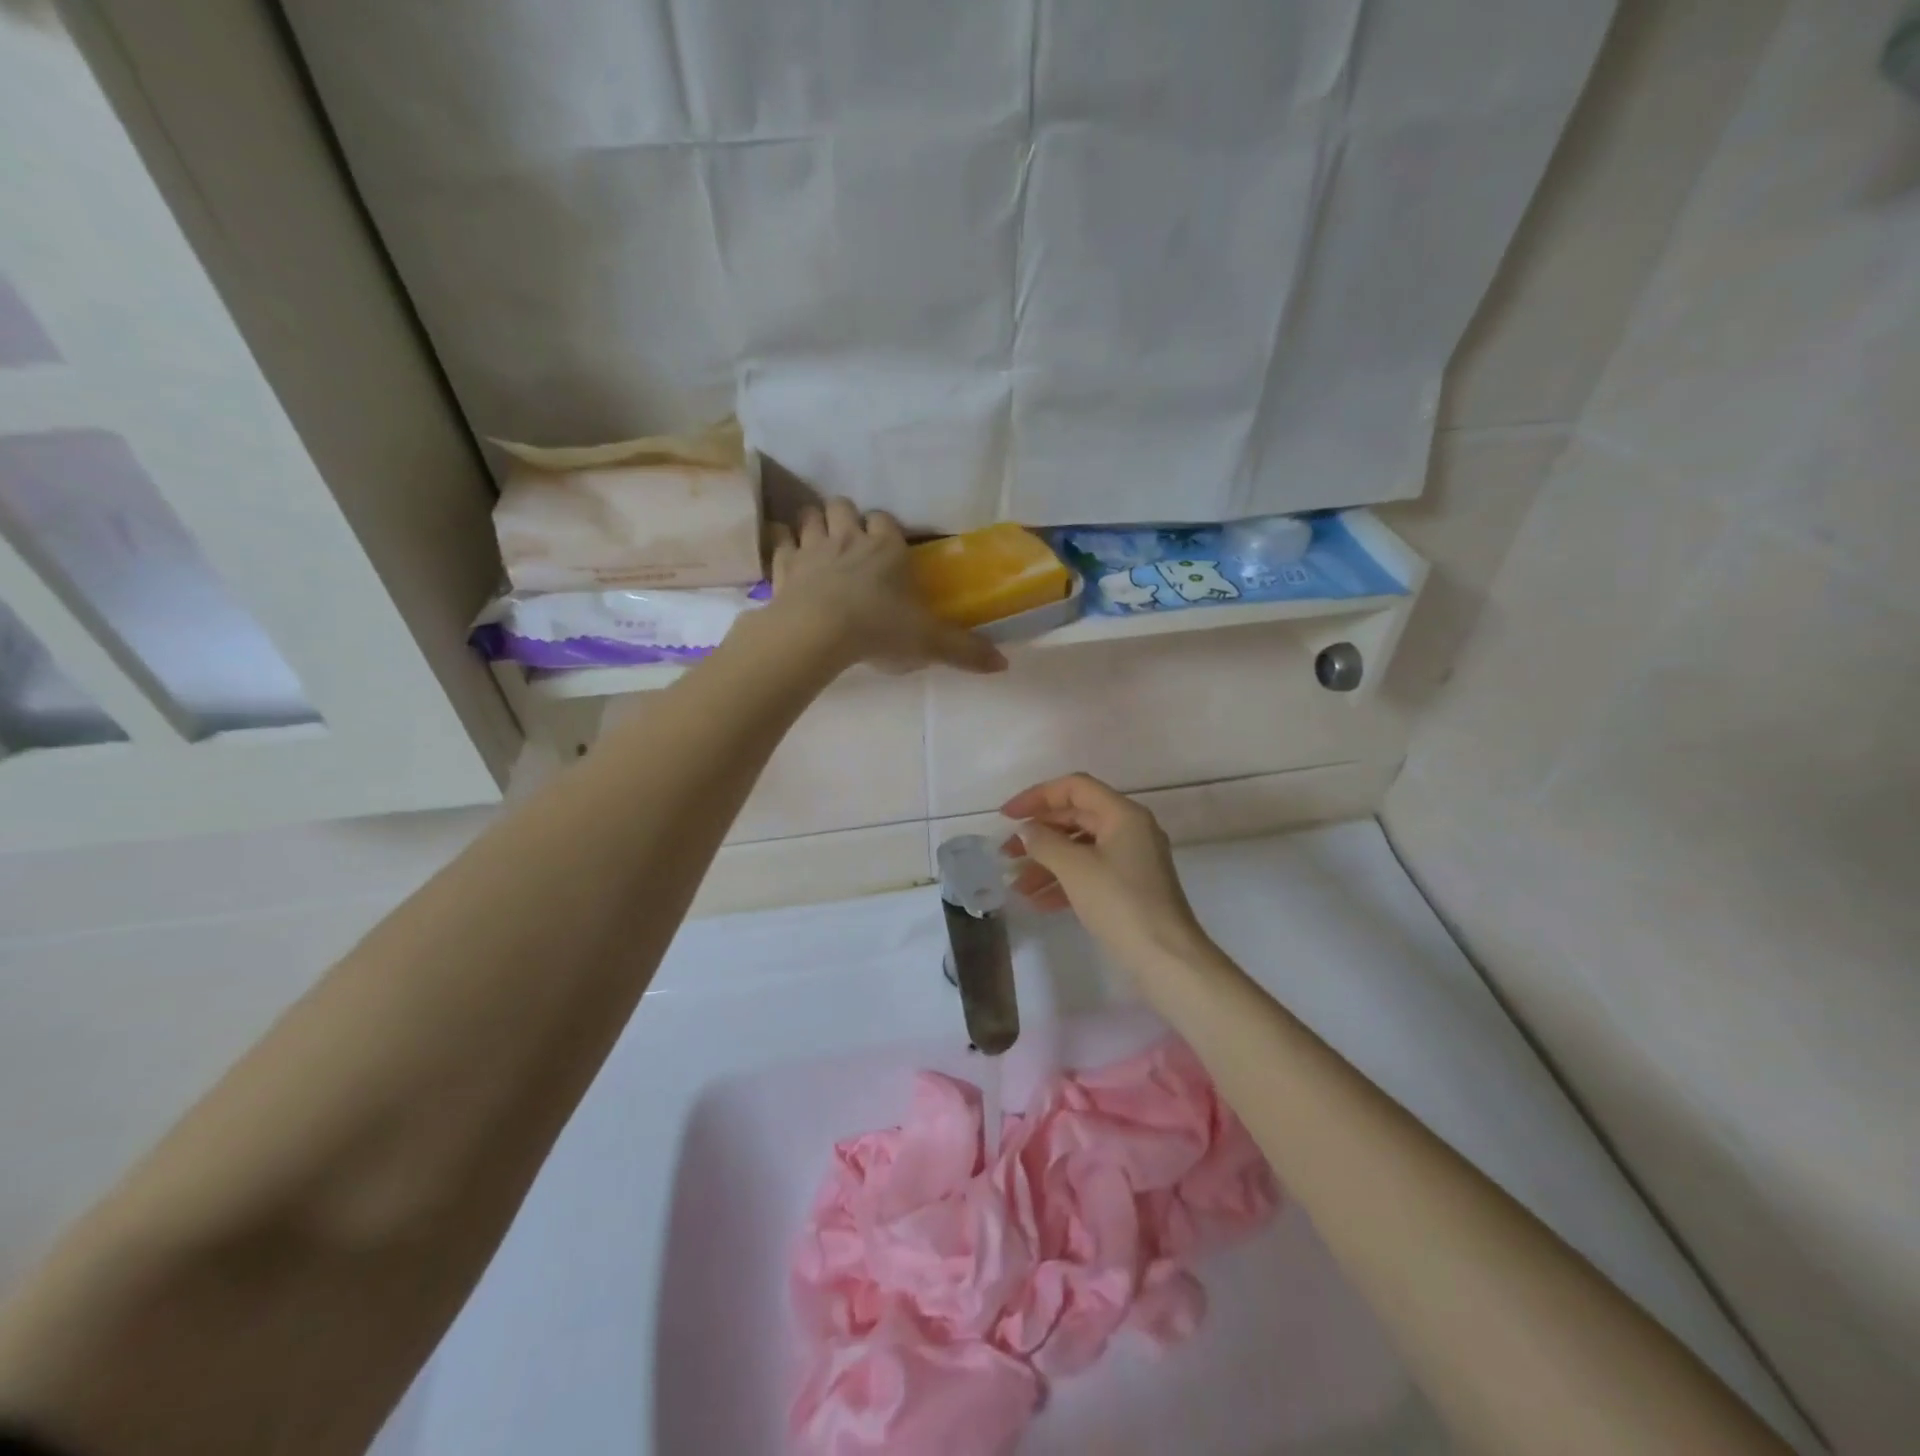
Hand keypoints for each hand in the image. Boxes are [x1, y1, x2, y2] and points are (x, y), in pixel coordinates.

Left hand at [768, 498, 1005, 674]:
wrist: (820, 632)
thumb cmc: (879, 629)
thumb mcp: (928, 643)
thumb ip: (964, 651)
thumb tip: (1003, 665)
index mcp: (886, 549)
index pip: (885, 520)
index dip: (883, 527)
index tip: (885, 542)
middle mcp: (849, 539)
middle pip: (842, 506)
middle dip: (844, 516)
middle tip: (848, 538)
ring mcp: (812, 549)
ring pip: (809, 517)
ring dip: (813, 523)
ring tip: (816, 540)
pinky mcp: (784, 566)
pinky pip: (779, 541)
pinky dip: (781, 542)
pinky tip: (784, 551)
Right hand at [1001, 774, 1215, 976]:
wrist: (1167, 959)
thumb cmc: (1120, 904)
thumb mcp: (1076, 869)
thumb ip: (1045, 843)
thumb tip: (1027, 830)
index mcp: (1123, 814)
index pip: (1074, 788)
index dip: (1037, 796)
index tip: (1006, 816)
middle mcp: (1130, 830)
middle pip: (1075, 817)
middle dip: (1038, 834)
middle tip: (1006, 853)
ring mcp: (1131, 860)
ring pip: (1080, 849)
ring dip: (1046, 863)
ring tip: (1016, 885)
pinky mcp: (1129, 888)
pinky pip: (1089, 873)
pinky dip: (1063, 882)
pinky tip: (1037, 902)